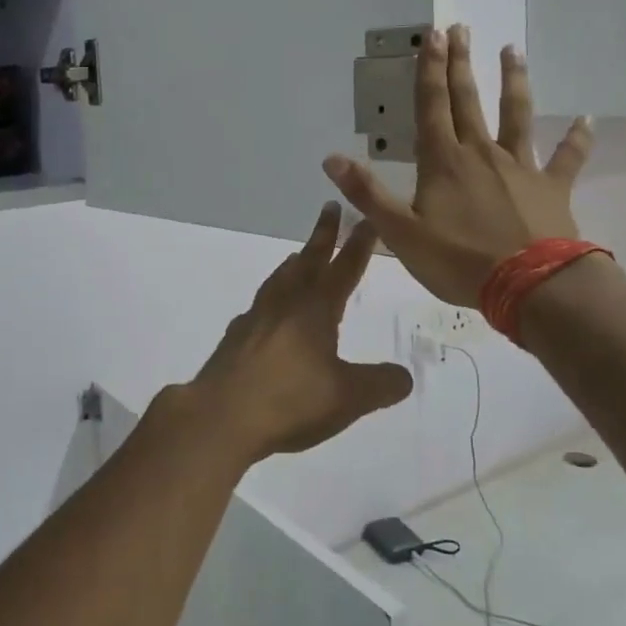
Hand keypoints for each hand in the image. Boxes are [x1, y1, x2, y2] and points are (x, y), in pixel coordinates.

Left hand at [172, 204, 411, 462]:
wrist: (221, 417)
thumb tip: (404, 376)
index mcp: (316, 310)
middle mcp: (285, 304)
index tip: (367, 219)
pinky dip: (271, 296)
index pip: (344, 269)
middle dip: (323, 235)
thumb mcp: (348, 398)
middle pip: (308, 261)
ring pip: (279, 279)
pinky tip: (268, 310)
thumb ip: (381, 384)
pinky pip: (259, 306)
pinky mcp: (235, 338)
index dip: (358, 244)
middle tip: (330, 208)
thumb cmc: (290, 401)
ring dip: (295, 263)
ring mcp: (255, 318)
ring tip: (300, 255)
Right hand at [321, 24, 590, 306]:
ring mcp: (520, 167)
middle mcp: (481, 153)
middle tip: (459, 28)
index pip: (432, 107)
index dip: (429, 71)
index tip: (432, 36)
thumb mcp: (400, 232)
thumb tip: (331, 158)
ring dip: (513, 81)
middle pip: (468, 101)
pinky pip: (566, 158)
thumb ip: (367, 193)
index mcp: (443, 162)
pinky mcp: (552, 188)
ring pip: (516, 115)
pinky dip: (577, 139)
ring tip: (512, 50)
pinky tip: (586, 119)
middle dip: (460, 63)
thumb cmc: (459, 260)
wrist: (530, 286)